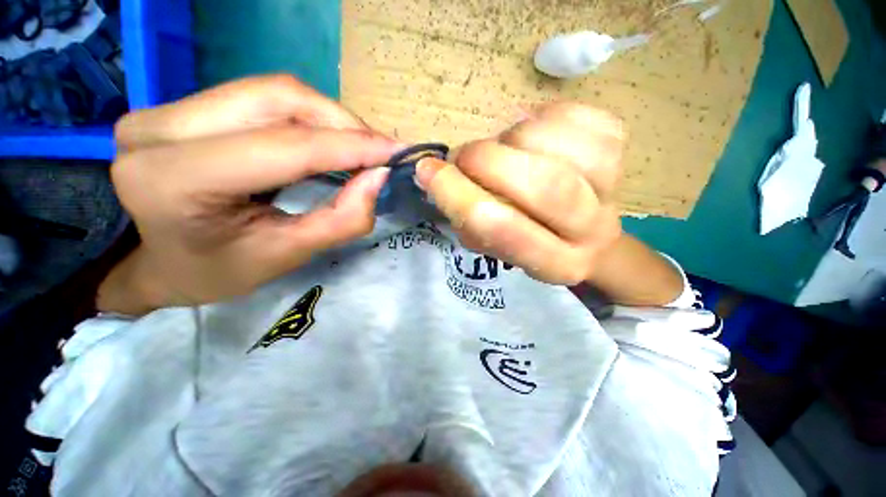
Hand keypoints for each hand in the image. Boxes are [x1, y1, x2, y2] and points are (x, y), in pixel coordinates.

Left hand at [98, 75, 400, 313]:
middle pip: (280, 98)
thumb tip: (379, 178)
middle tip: (379, 152)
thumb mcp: (286, 255)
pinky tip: (329, 141)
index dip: (350, 146)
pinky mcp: (183, 106)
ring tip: (359, 149)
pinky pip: (263, 98)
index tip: (395, 153)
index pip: (286, 146)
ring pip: (274, 92)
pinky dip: (309, 118)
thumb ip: (340, 220)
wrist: (158, 263)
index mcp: (175, 180)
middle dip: (343, 124)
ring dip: (330, 119)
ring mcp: (167, 109)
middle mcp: (161, 129)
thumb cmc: (217, 271)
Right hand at [415, 103, 624, 285]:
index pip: (503, 229)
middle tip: (464, 156)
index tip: (428, 171)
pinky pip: (579, 117)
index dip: (459, 196)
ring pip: (560, 144)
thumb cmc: (528, 239)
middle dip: (487, 161)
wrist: (583, 233)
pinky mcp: (619, 149)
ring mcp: (613, 186)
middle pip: (543, 184)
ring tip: (504, 148)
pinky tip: (534, 133)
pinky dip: (544, 116)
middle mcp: (591, 230)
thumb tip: (435, 173)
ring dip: (514, 138)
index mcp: (555, 263)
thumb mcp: (492, 244)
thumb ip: (463, 215)